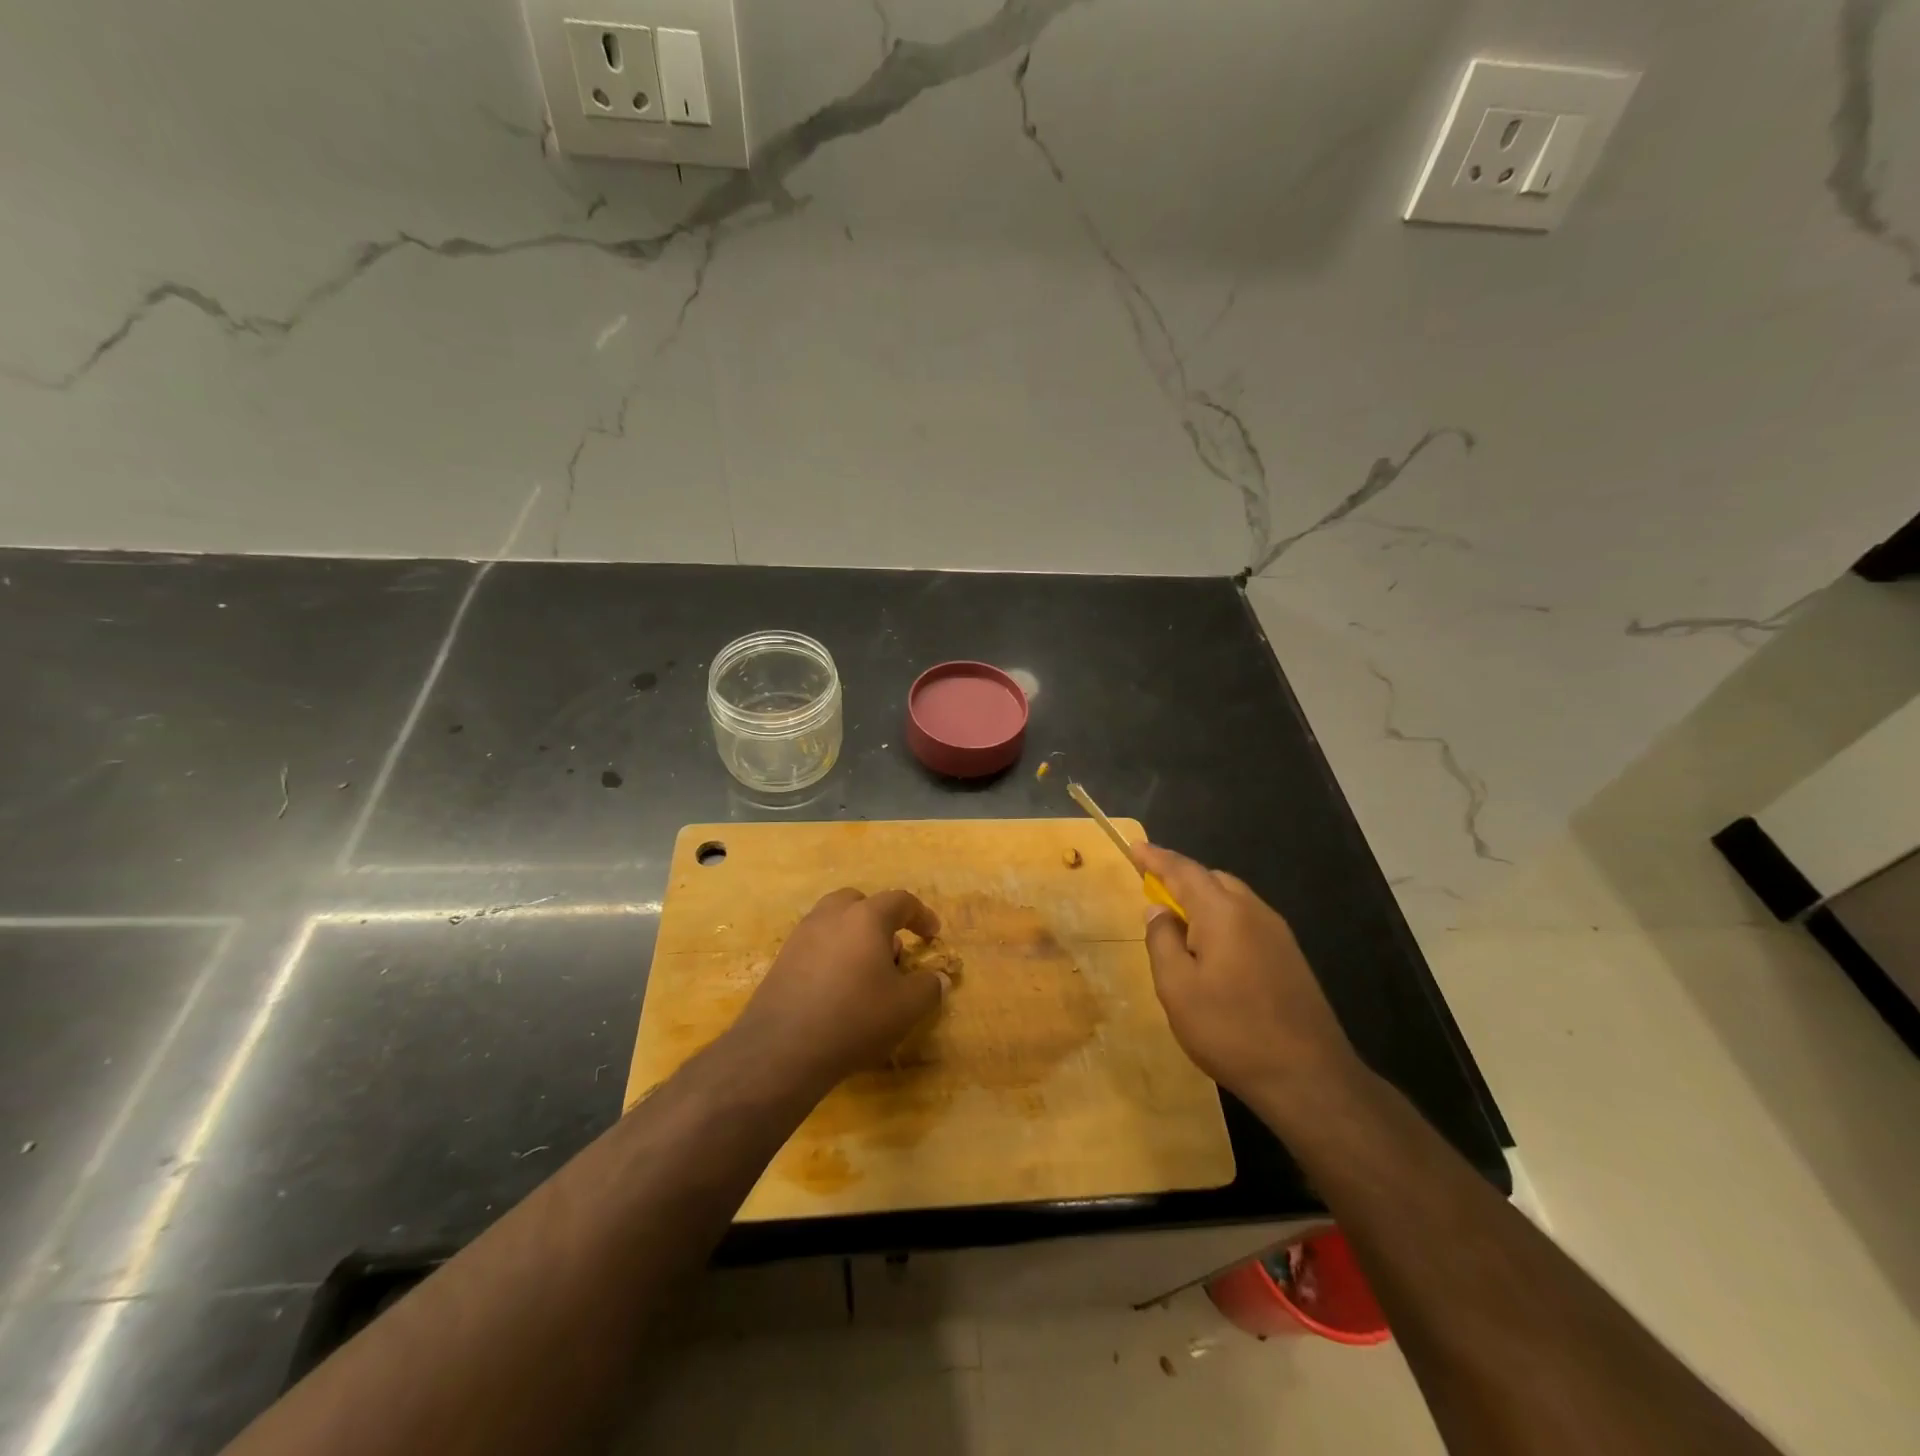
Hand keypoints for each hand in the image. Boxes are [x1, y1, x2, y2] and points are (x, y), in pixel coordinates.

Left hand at [728, 888, 949, 1094]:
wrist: (781, 1049)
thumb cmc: (854, 1018)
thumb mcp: (907, 1007)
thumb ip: (929, 987)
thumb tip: (937, 978)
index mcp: (866, 917)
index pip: (900, 901)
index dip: (921, 915)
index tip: (933, 935)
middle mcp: (831, 916)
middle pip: (860, 903)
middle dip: (880, 920)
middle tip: (892, 949)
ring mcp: (801, 936)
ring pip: (834, 922)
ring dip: (854, 937)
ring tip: (865, 973)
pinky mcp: (781, 961)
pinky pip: (815, 946)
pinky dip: (832, 956)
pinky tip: (837, 989)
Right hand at [1135, 843, 1365, 1125]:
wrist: (1309, 1077)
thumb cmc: (1231, 1030)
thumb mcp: (1177, 988)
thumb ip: (1162, 941)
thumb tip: (1158, 910)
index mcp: (1223, 912)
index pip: (1183, 870)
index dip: (1156, 858)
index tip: (1134, 847)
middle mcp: (1254, 912)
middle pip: (1212, 879)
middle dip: (1181, 876)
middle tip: (1152, 886)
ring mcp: (1278, 934)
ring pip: (1233, 898)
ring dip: (1203, 899)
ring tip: (1179, 919)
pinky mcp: (1289, 957)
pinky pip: (1247, 920)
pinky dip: (1222, 918)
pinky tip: (1212, 948)